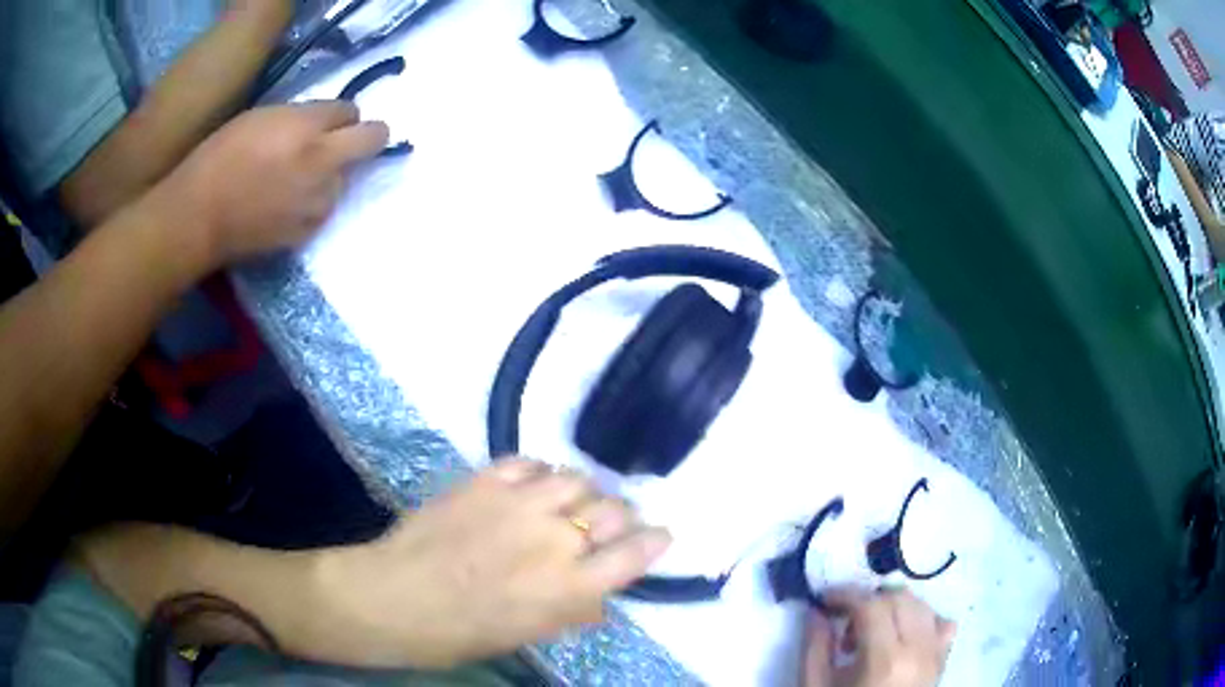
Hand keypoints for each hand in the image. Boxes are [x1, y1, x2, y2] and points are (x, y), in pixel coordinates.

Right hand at [151, 101, 388, 270]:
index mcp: (308, 127)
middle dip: (369, 135)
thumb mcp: (261, 117)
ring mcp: (319, 200)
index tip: (332, 120)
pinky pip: (323, 209)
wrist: (200, 216)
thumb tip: (322, 123)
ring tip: (295, 182)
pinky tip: (286, 206)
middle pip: (374, 139)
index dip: (342, 115)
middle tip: (350, 140)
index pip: (351, 111)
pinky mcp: (308, 231)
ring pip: (345, 179)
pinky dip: (312, 204)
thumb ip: (299, 118)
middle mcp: (324, 161)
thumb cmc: (220, 157)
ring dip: (330, 176)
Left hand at [314, 459, 671, 668]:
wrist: (395, 598)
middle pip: (614, 509)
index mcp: (570, 587)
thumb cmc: (460, 633)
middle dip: (621, 516)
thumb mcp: (525, 635)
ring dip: (581, 492)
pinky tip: (532, 484)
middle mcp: (555, 540)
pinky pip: (529, 463)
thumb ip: (570, 612)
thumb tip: (598, 599)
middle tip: (609, 523)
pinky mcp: (485, 481)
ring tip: (568, 502)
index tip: (659, 535)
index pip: (635, 553)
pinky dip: (539, 472)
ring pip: (576, 479)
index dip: (655, 541)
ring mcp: (519, 504)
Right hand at [803, 587, 955, 686]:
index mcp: (884, 660)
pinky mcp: (943, 660)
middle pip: (899, 599)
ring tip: (870, 633)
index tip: (824, 599)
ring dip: (894, 607)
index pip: (871, 606)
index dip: (845, 595)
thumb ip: (815, 648)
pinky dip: (923, 619)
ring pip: (922, 605)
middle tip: (845, 622)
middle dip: (869, 601)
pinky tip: (902, 635)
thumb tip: (815, 611)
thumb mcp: (816, 686)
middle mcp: (918, 650)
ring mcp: (936, 654)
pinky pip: (942, 624)